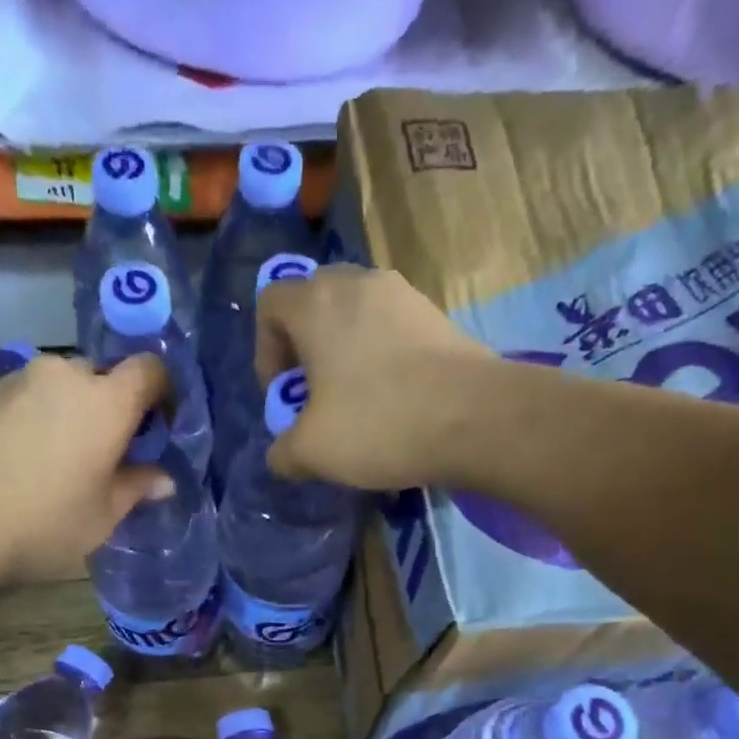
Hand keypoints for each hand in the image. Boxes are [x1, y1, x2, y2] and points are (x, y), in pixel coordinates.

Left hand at [0, 353, 172, 582]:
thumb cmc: (44, 522)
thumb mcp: (102, 517)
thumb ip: (135, 488)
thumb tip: (163, 478)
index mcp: (106, 402)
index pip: (150, 371)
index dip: (162, 393)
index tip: (159, 427)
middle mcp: (65, 375)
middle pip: (102, 376)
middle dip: (112, 406)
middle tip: (107, 452)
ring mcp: (18, 378)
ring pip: (60, 386)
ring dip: (70, 412)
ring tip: (59, 459)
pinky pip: (26, 397)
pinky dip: (35, 418)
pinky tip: (21, 459)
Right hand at [254, 266, 495, 491]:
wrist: (474, 417)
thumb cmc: (377, 424)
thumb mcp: (311, 453)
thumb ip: (282, 452)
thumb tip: (282, 455)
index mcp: (316, 304)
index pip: (269, 304)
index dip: (265, 351)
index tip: (284, 394)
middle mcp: (357, 282)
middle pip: (312, 302)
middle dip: (304, 349)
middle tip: (314, 396)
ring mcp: (402, 294)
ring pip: (354, 315)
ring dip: (343, 353)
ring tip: (355, 403)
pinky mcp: (435, 315)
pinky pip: (389, 328)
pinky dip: (379, 357)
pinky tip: (392, 402)